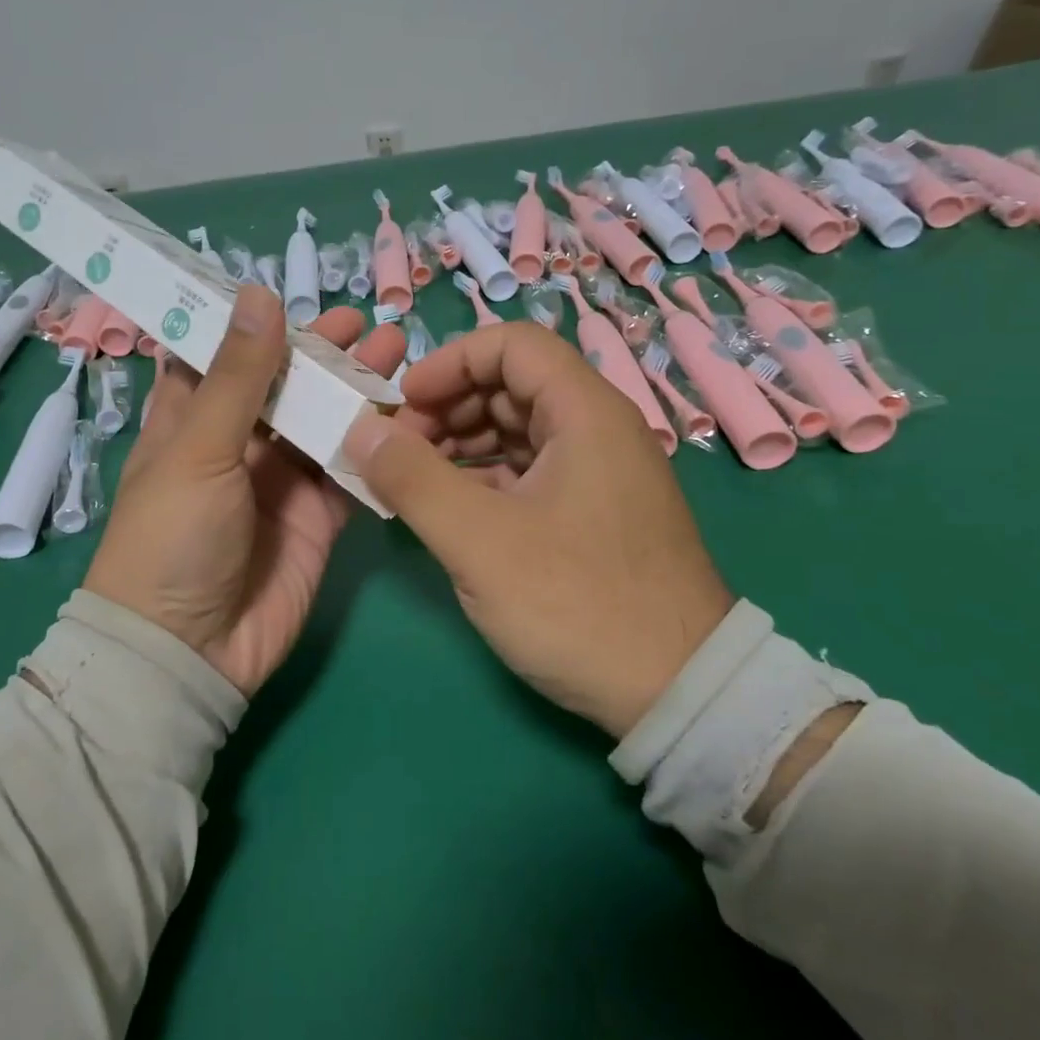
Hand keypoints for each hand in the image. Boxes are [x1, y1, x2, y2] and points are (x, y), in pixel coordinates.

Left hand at [84, 285, 404, 695]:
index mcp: (191, 421)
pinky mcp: (317, 517)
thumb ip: (238, 376)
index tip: (293, 292)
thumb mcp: (198, 449)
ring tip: (396, 351)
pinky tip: (407, 414)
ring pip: (325, 422)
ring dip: (357, 389)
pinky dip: (376, 446)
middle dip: (323, 353)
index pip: (222, 357)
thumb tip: (259, 295)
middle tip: (365, 322)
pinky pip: (351, 471)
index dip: (255, 325)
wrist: (189, 652)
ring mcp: (280, 481)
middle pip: (286, 385)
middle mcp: (237, 444)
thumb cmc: (172, 538)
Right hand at [341, 322, 732, 737]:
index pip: (511, 345)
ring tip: (414, 482)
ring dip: (461, 443)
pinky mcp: (593, 513)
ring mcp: (599, 473)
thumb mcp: (480, 541)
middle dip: (448, 407)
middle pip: (511, 386)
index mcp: (585, 413)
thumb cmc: (577, 604)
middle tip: (398, 451)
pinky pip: (529, 471)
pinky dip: (484, 478)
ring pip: (517, 430)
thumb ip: (413, 478)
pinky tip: (451, 509)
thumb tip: (360, 428)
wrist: (679, 695)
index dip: (450, 362)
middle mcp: (598, 430)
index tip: (403, 403)